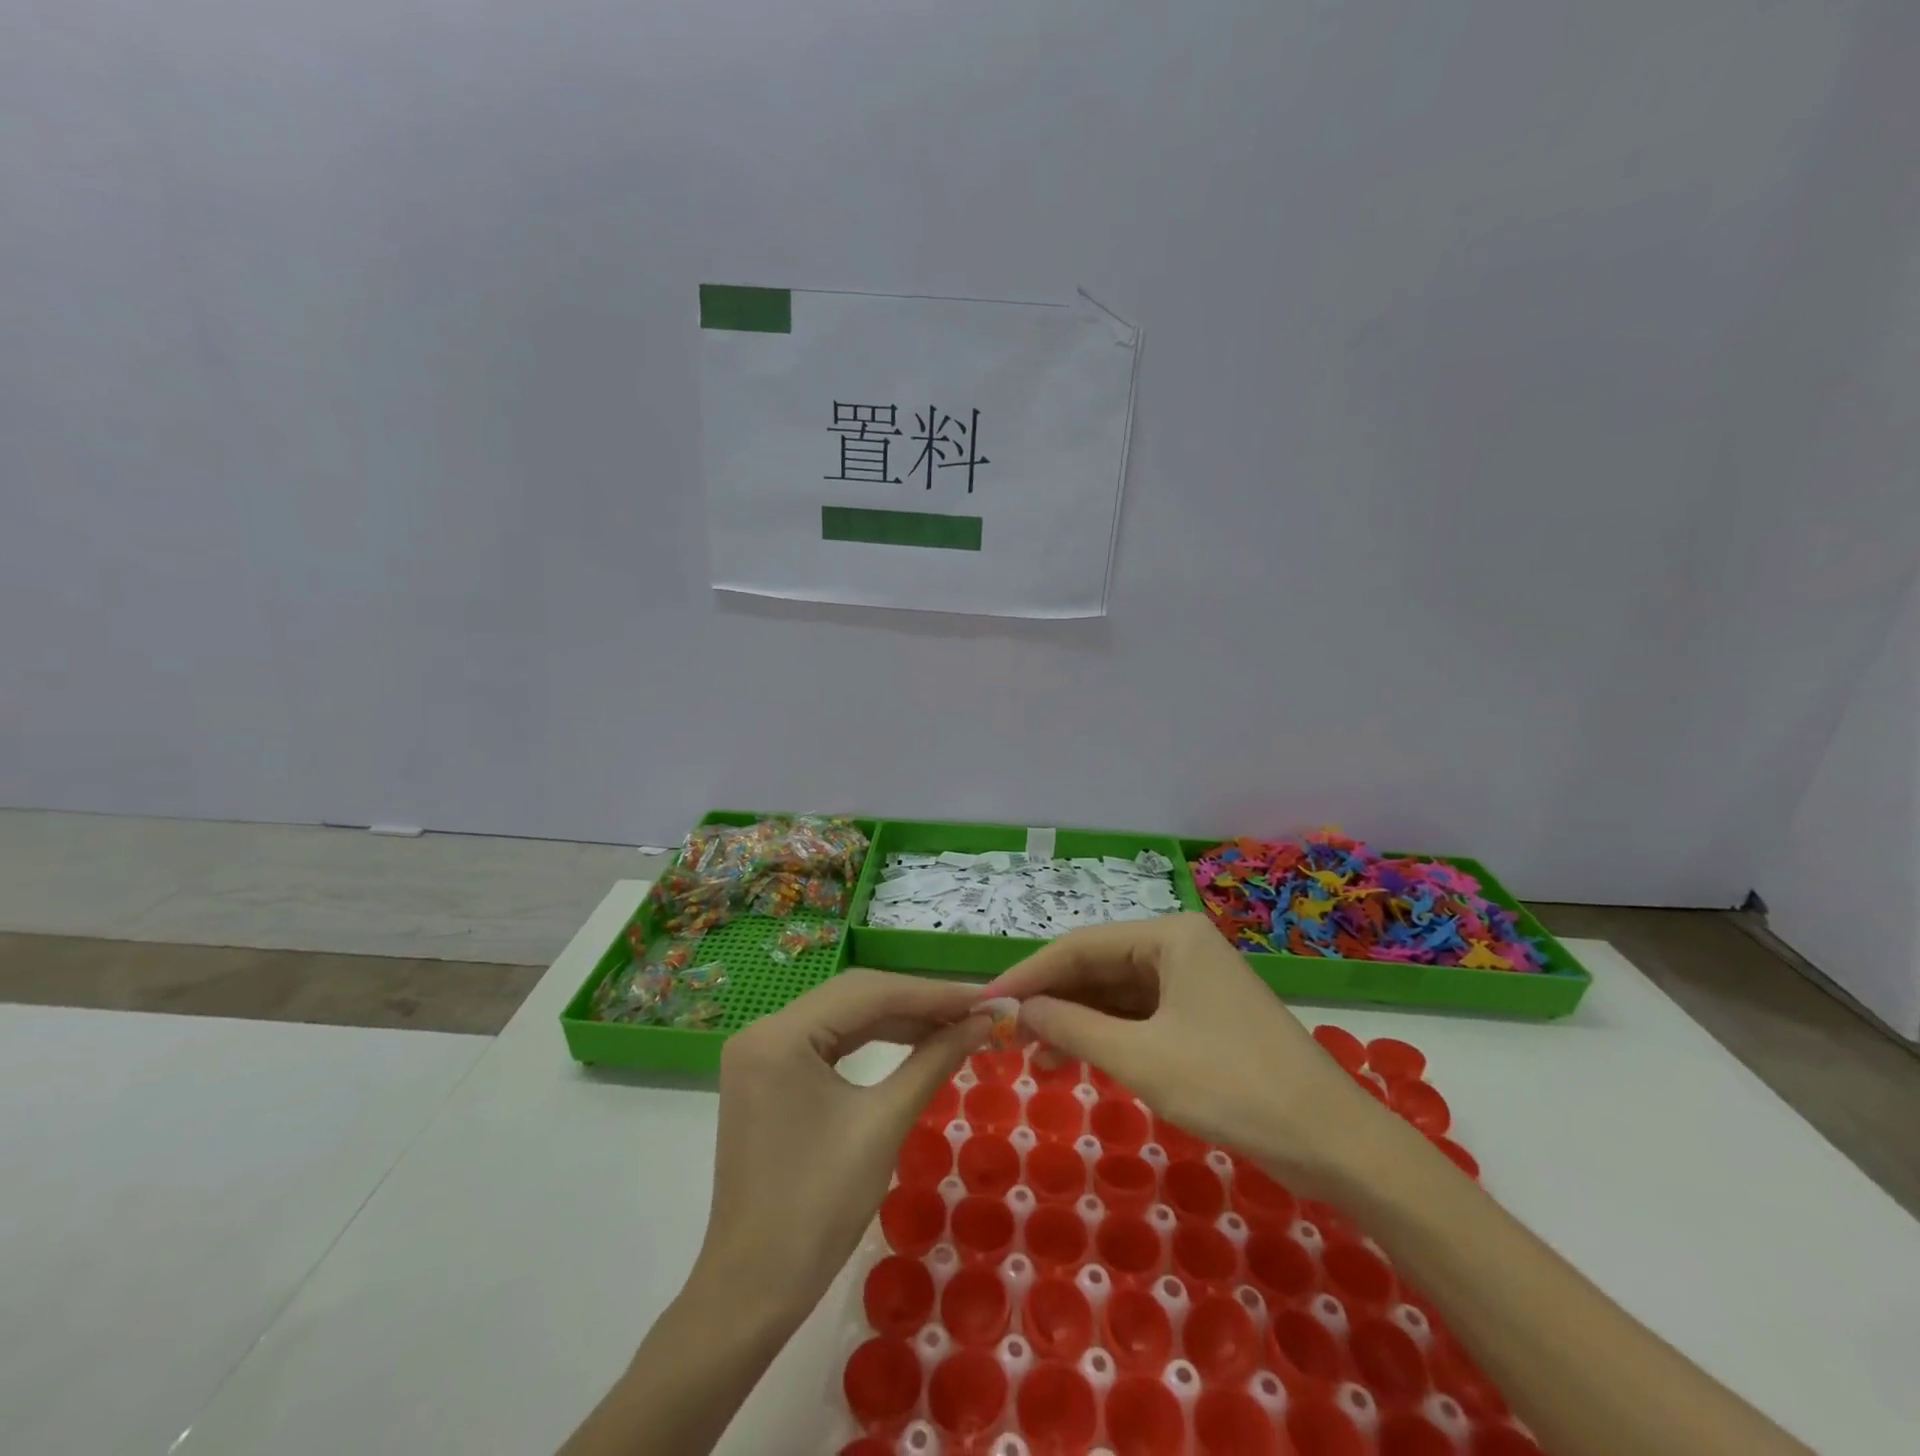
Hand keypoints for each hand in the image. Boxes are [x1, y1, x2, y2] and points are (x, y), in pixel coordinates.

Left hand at [692, 969, 988, 1323]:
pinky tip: (913, 1040)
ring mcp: (762, 1052)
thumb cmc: (819, 1210)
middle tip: (974, 1009)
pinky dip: (873, 1039)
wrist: (754, 1290)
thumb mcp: (883, 1124)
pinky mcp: (769, 1073)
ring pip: (843, 1016)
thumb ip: (933, 1061)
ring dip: (899, 1019)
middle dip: (917, 1002)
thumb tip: (982, 1022)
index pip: (868, 994)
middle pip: (854, 997)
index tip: (983, 997)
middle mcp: (763, 1030)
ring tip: (954, 1024)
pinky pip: (829, 1040)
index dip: (931, 993)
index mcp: (780, 1036)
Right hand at [981, 913, 1386, 1194]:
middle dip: (1053, 1001)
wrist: (1333, 1143)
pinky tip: (1077, 1060)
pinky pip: (1140, 1016)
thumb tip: (1018, 1012)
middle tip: (1005, 1035)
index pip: (1080, 946)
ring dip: (1076, 1023)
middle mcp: (1179, 946)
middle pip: (1098, 967)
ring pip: (1116, 994)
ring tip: (1034, 1059)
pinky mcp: (1202, 1015)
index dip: (1030, 975)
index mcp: (1169, 936)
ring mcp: (1193, 981)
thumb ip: (1073, 1029)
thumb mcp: (1141, 1059)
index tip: (987, 1003)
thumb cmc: (1232, 1086)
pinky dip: (1107, 1037)